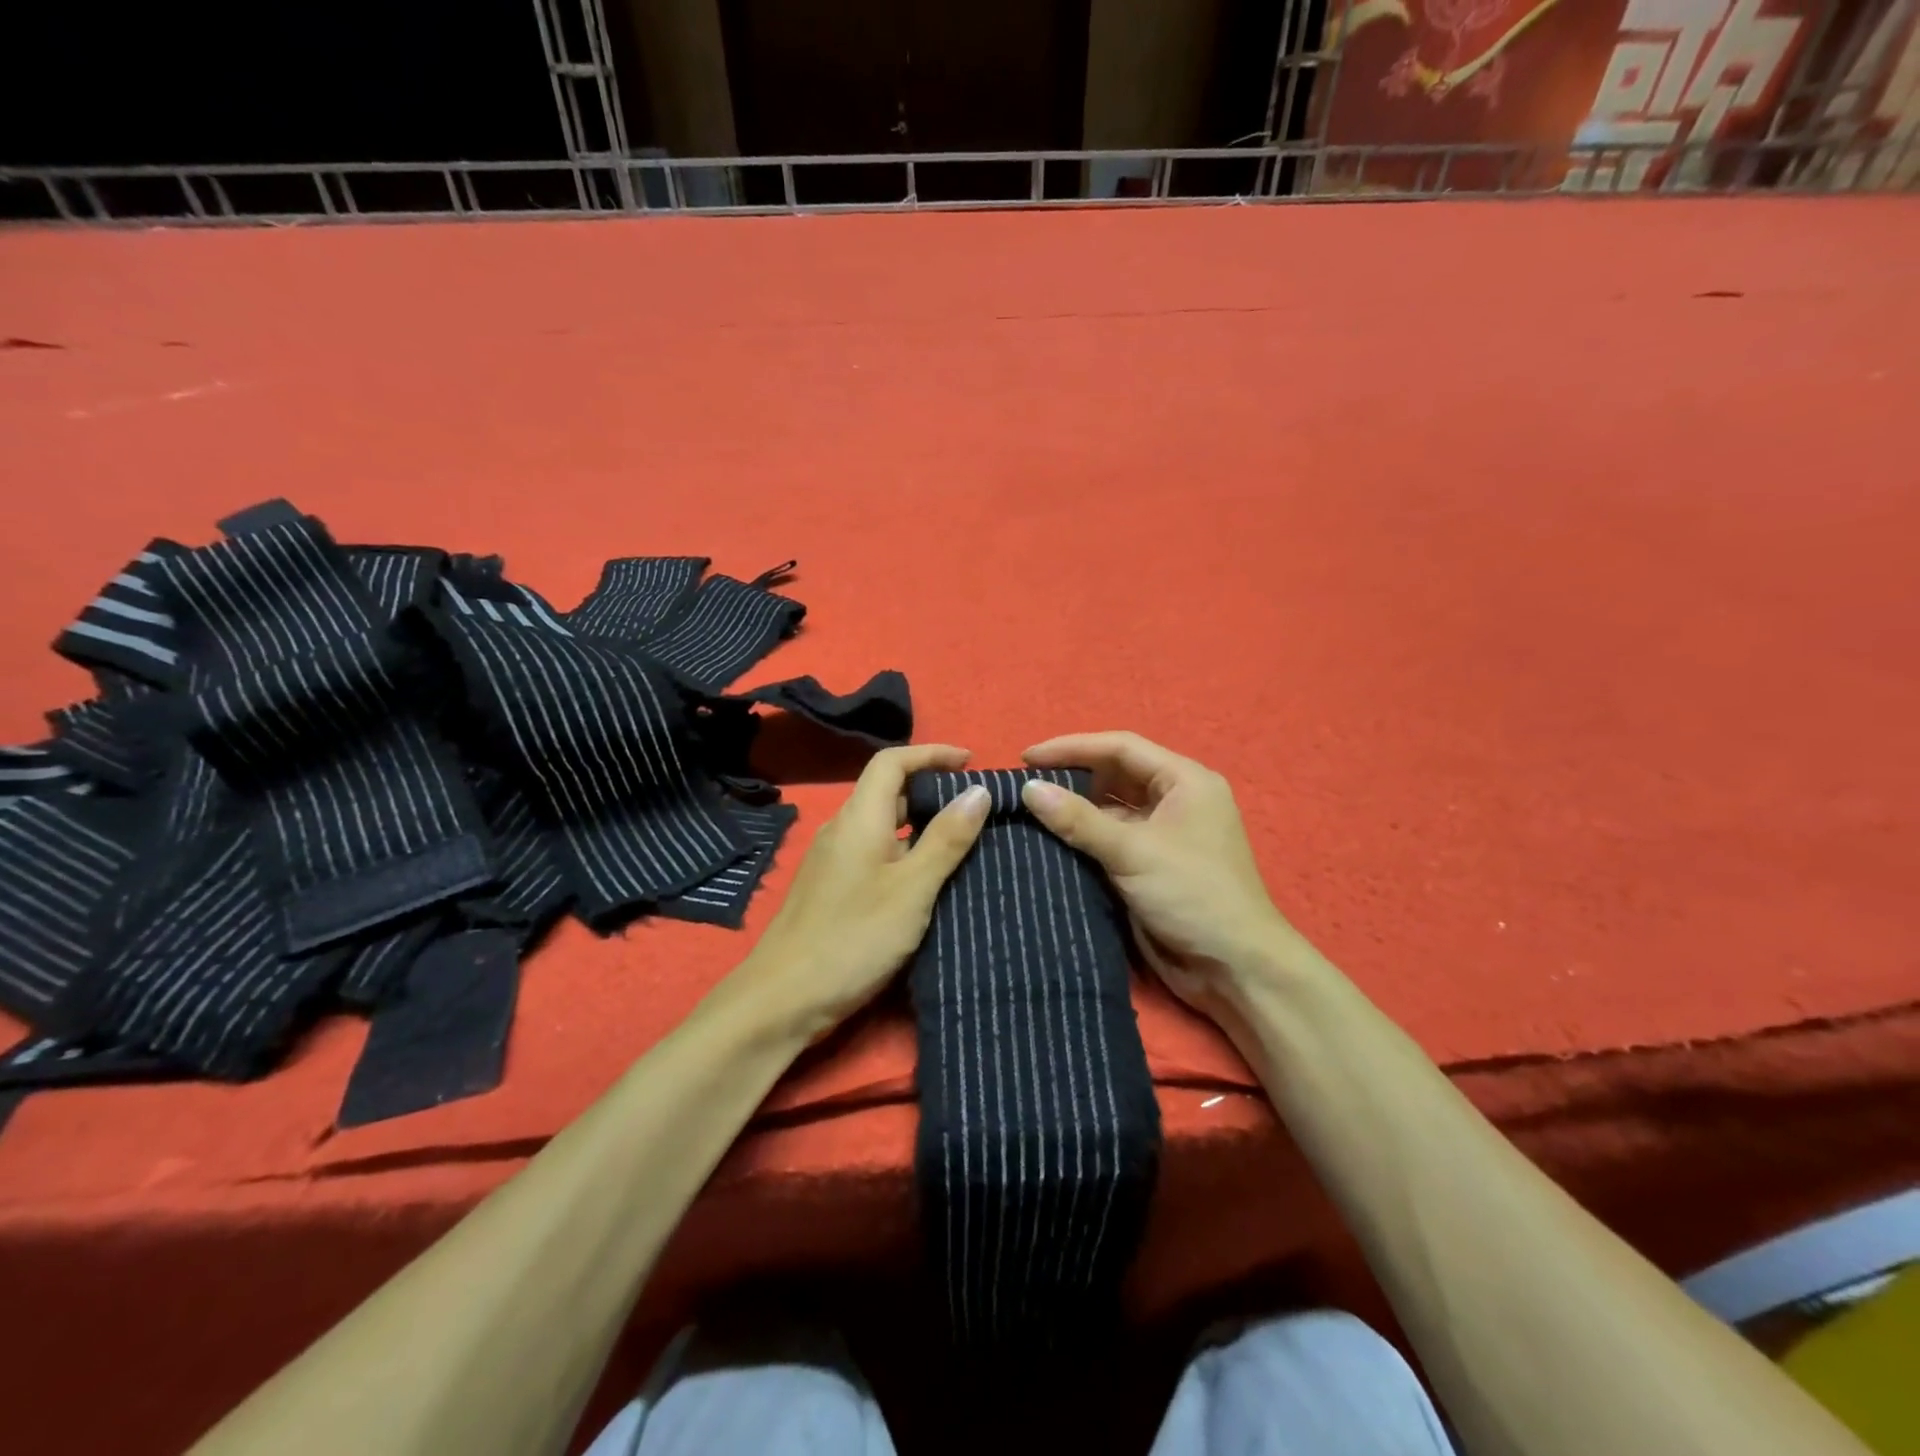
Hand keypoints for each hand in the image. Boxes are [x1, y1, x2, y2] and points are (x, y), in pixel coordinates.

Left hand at [736, 744, 991, 1043]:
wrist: (782, 999)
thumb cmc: (853, 938)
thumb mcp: (912, 889)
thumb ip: (946, 839)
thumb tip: (978, 791)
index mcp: (859, 818)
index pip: (892, 762)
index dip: (931, 753)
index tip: (971, 762)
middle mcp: (842, 830)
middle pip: (887, 790)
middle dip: (931, 788)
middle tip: (975, 805)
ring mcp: (833, 860)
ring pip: (882, 824)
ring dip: (920, 822)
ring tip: (962, 839)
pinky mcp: (831, 888)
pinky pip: (874, 852)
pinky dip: (905, 850)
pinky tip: (927, 877)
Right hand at [1021, 731, 1301, 1020]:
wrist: (1234, 969)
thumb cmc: (1193, 895)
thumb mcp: (1134, 852)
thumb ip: (1079, 819)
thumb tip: (1029, 789)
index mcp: (1185, 781)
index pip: (1120, 748)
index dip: (1072, 747)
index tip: (1027, 757)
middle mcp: (1175, 800)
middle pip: (1115, 774)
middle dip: (1071, 777)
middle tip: (1024, 785)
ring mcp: (1163, 834)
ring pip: (1110, 809)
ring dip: (1075, 809)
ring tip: (1029, 811)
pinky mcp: (1150, 865)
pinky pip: (1110, 839)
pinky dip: (1083, 837)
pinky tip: (1049, 841)